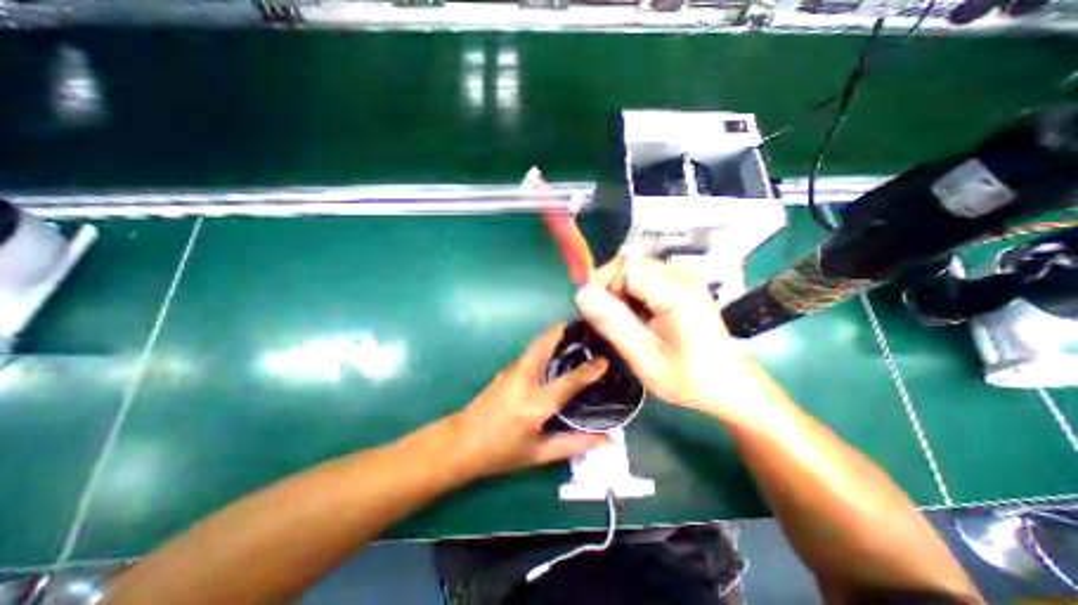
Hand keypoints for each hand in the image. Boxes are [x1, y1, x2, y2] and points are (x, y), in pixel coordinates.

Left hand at [444, 324, 609, 478]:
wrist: (461, 442)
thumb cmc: (501, 452)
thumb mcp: (539, 454)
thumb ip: (574, 443)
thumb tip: (606, 438)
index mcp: (537, 403)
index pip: (570, 381)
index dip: (590, 369)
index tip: (605, 359)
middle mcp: (525, 379)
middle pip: (546, 343)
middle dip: (564, 331)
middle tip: (585, 331)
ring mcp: (512, 370)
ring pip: (537, 344)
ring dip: (555, 336)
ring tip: (575, 337)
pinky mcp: (506, 369)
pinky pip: (531, 352)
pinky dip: (545, 346)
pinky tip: (555, 355)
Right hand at [572, 256, 774, 421]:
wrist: (729, 384)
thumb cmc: (689, 378)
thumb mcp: (645, 359)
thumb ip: (614, 325)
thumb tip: (582, 295)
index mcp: (676, 292)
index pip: (625, 266)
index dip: (603, 285)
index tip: (597, 315)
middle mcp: (681, 275)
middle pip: (628, 264)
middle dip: (610, 290)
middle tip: (611, 323)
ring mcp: (683, 277)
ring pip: (633, 270)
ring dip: (620, 293)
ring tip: (626, 324)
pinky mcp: (682, 283)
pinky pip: (644, 277)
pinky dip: (632, 295)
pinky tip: (638, 318)